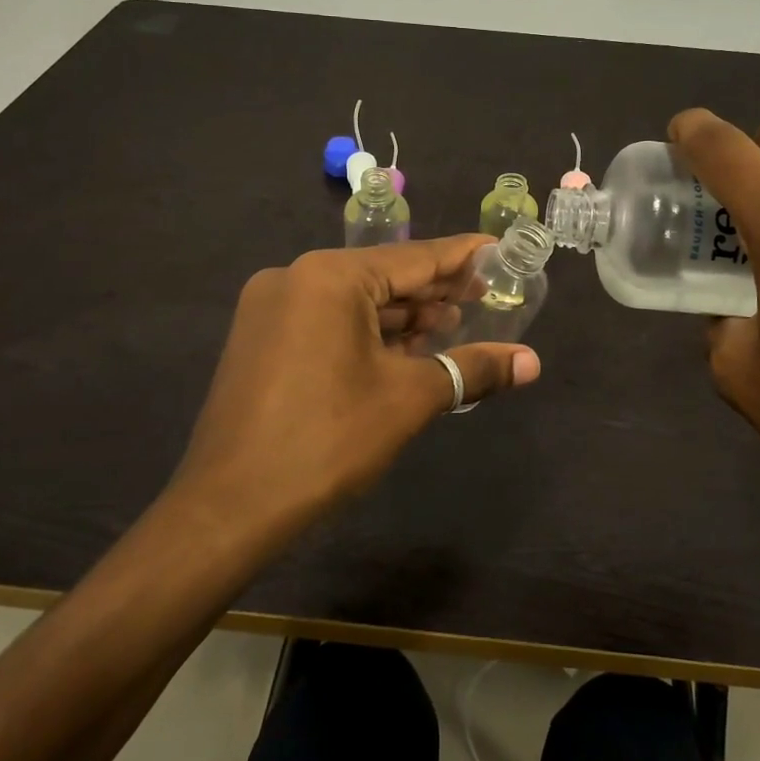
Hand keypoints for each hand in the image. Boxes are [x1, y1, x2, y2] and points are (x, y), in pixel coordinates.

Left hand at [166, 236, 541, 553]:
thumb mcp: (408, 399)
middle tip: (485, 296)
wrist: (227, 509)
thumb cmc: (326, 441)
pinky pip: (327, 321)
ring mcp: (271, 308)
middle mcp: (295, 277)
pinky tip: (401, 350)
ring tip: (450, 326)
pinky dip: (366, 333)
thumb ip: (472, 369)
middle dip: (434, 291)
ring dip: (401, 316)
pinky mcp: (260, 339)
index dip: (462, 257)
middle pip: (382, 276)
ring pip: (353, 301)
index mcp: (329, 276)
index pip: (414, 257)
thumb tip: (532, 363)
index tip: (499, 252)